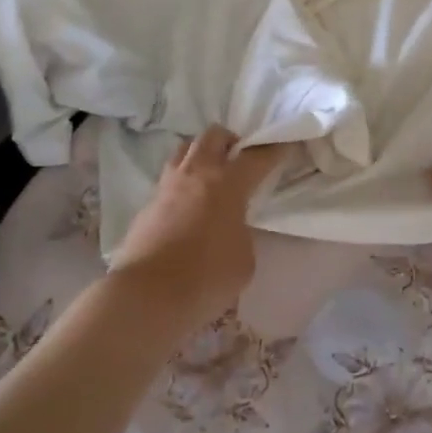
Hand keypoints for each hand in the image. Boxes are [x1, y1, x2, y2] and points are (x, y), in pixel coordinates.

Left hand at [111, 126, 286, 331]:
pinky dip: (182, 184)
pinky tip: (187, 206)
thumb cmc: (206, 277)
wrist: (146, 296)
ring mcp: (167, 187)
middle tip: (240, 158)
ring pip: (184, 150)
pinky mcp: (146, 206)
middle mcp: (196, 175)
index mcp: (228, 184)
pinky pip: (168, 180)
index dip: (274, 149)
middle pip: (213, 136)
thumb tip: (230, 228)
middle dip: (230, 140)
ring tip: (210, 175)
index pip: (257, 157)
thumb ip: (242, 233)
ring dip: (201, 154)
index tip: (285, 145)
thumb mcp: (244, 258)